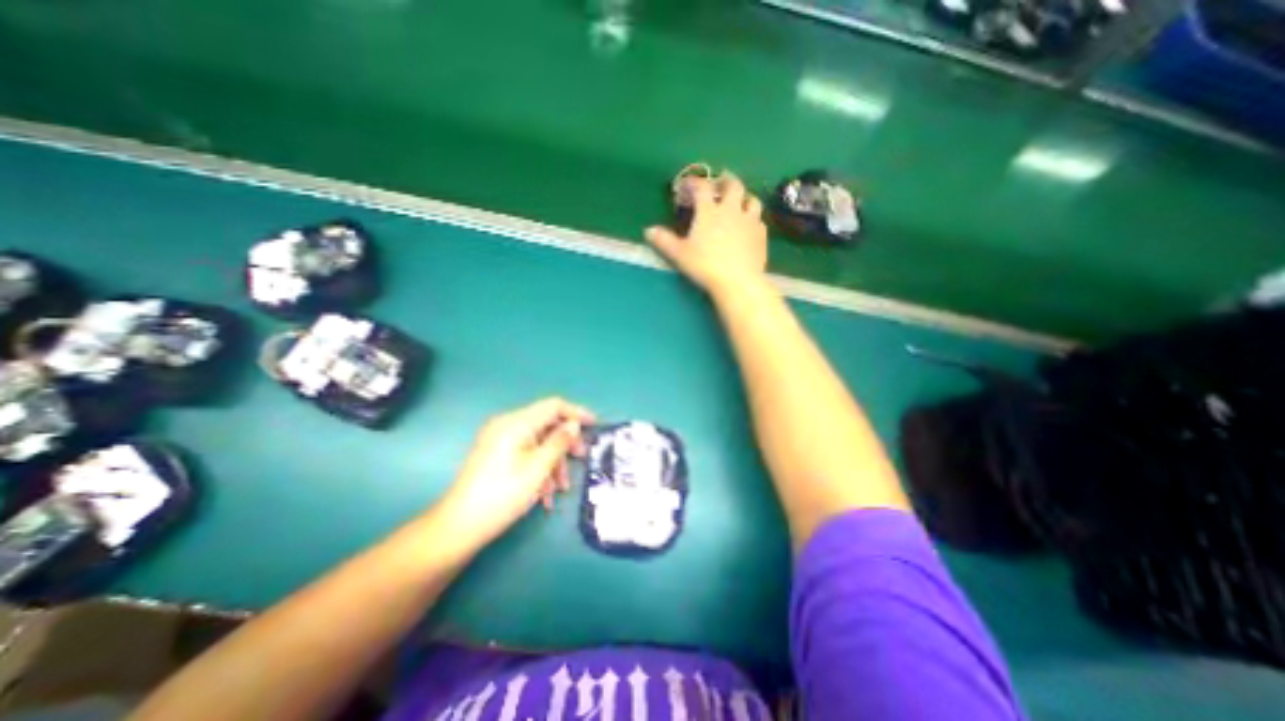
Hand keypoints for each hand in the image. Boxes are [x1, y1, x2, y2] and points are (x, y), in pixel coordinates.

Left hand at [436, 399, 595, 545]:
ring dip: (553, 462)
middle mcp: (507, 426)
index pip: (553, 406)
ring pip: (538, 442)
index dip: (576, 412)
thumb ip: (559, 441)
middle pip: (546, 424)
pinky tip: (544, 494)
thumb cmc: (502, 494)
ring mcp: (500, 441)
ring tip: (561, 488)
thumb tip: (574, 424)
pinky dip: (539, 468)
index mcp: (516, 423)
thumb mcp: (538, 468)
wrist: (459, 527)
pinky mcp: (497, 455)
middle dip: (565, 443)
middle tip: (581, 458)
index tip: (595, 425)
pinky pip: (526, 453)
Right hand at [648, 172, 767, 298]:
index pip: (702, 187)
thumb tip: (648, 231)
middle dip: (725, 180)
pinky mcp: (761, 235)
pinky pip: (759, 220)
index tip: (687, 186)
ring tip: (739, 201)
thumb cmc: (705, 266)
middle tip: (720, 183)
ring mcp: (750, 221)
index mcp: (709, 211)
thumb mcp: (679, 254)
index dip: (694, 183)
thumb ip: (664, 241)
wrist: (737, 281)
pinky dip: (753, 218)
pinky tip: (749, 226)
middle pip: (733, 185)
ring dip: (744, 197)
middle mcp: (731, 210)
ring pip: (751, 199)